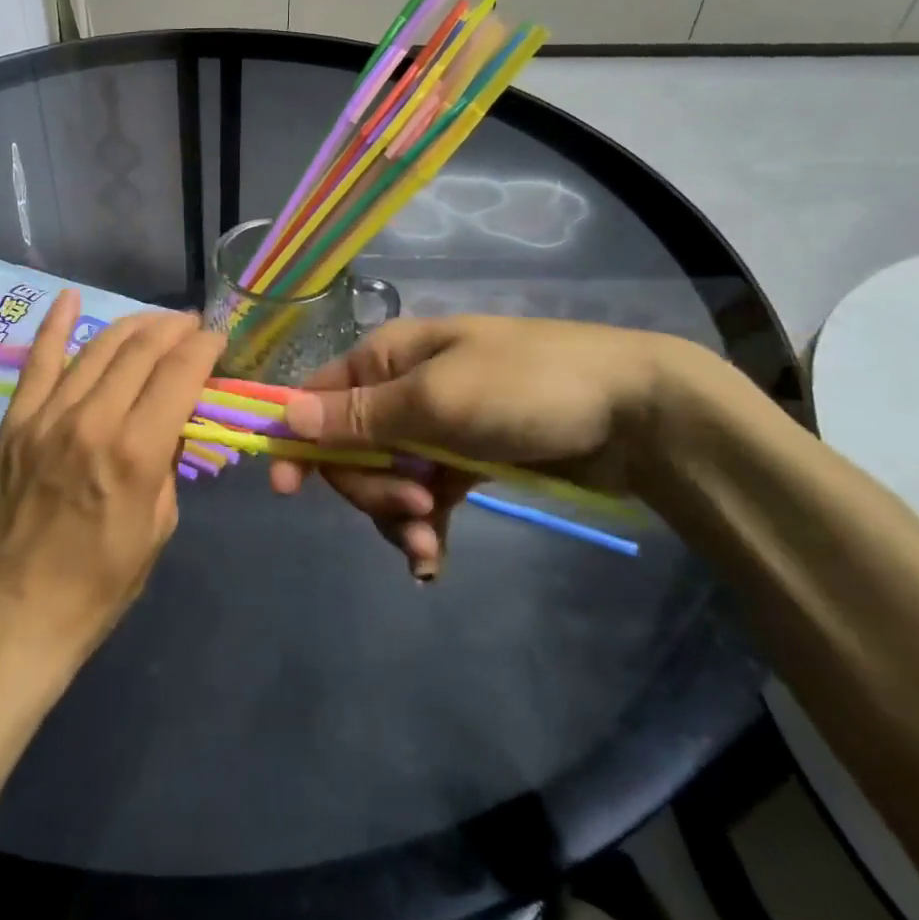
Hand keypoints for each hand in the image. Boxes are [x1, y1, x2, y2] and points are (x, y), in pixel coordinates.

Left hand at [0, 291, 223, 665]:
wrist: (7, 620)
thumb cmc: (95, 589)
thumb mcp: (157, 530)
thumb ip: (167, 466)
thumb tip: (171, 424)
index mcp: (135, 452)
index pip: (179, 373)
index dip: (204, 348)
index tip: (218, 339)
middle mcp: (91, 420)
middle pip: (140, 350)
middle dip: (173, 329)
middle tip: (191, 327)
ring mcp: (45, 417)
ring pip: (96, 348)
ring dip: (132, 326)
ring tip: (154, 322)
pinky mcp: (13, 423)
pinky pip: (37, 363)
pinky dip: (55, 326)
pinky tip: (70, 299)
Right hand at [271, 316, 678, 578]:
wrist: (632, 411)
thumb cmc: (525, 388)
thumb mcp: (437, 400)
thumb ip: (360, 416)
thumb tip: (285, 416)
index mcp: (386, 359)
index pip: (319, 400)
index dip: (300, 442)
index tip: (288, 490)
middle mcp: (401, 390)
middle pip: (351, 448)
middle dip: (370, 487)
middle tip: (415, 507)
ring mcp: (435, 428)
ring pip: (386, 479)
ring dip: (397, 515)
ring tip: (428, 541)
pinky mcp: (466, 461)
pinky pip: (423, 497)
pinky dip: (423, 527)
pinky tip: (432, 560)